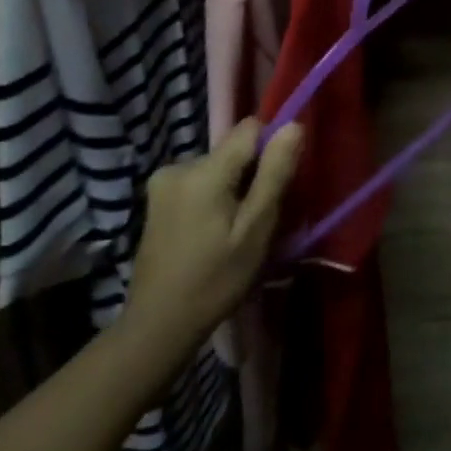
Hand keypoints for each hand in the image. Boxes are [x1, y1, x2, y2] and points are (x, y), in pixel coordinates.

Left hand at [123, 119, 302, 353]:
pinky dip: (213, 197)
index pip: (249, 128)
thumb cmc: (216, 279)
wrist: (158, 324)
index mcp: (203, 170)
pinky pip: (199, 182)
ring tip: (233, 231)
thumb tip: (293, 125)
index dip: (270, 149)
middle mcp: (178, 166)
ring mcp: (162, 182)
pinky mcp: (156, 199)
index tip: (274, 186)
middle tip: (255, 220)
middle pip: (233, 150)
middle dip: (251, 174)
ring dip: (232, 188)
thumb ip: (275, 173)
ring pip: (217, 167)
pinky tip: (212, 233)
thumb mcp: (256, 228)